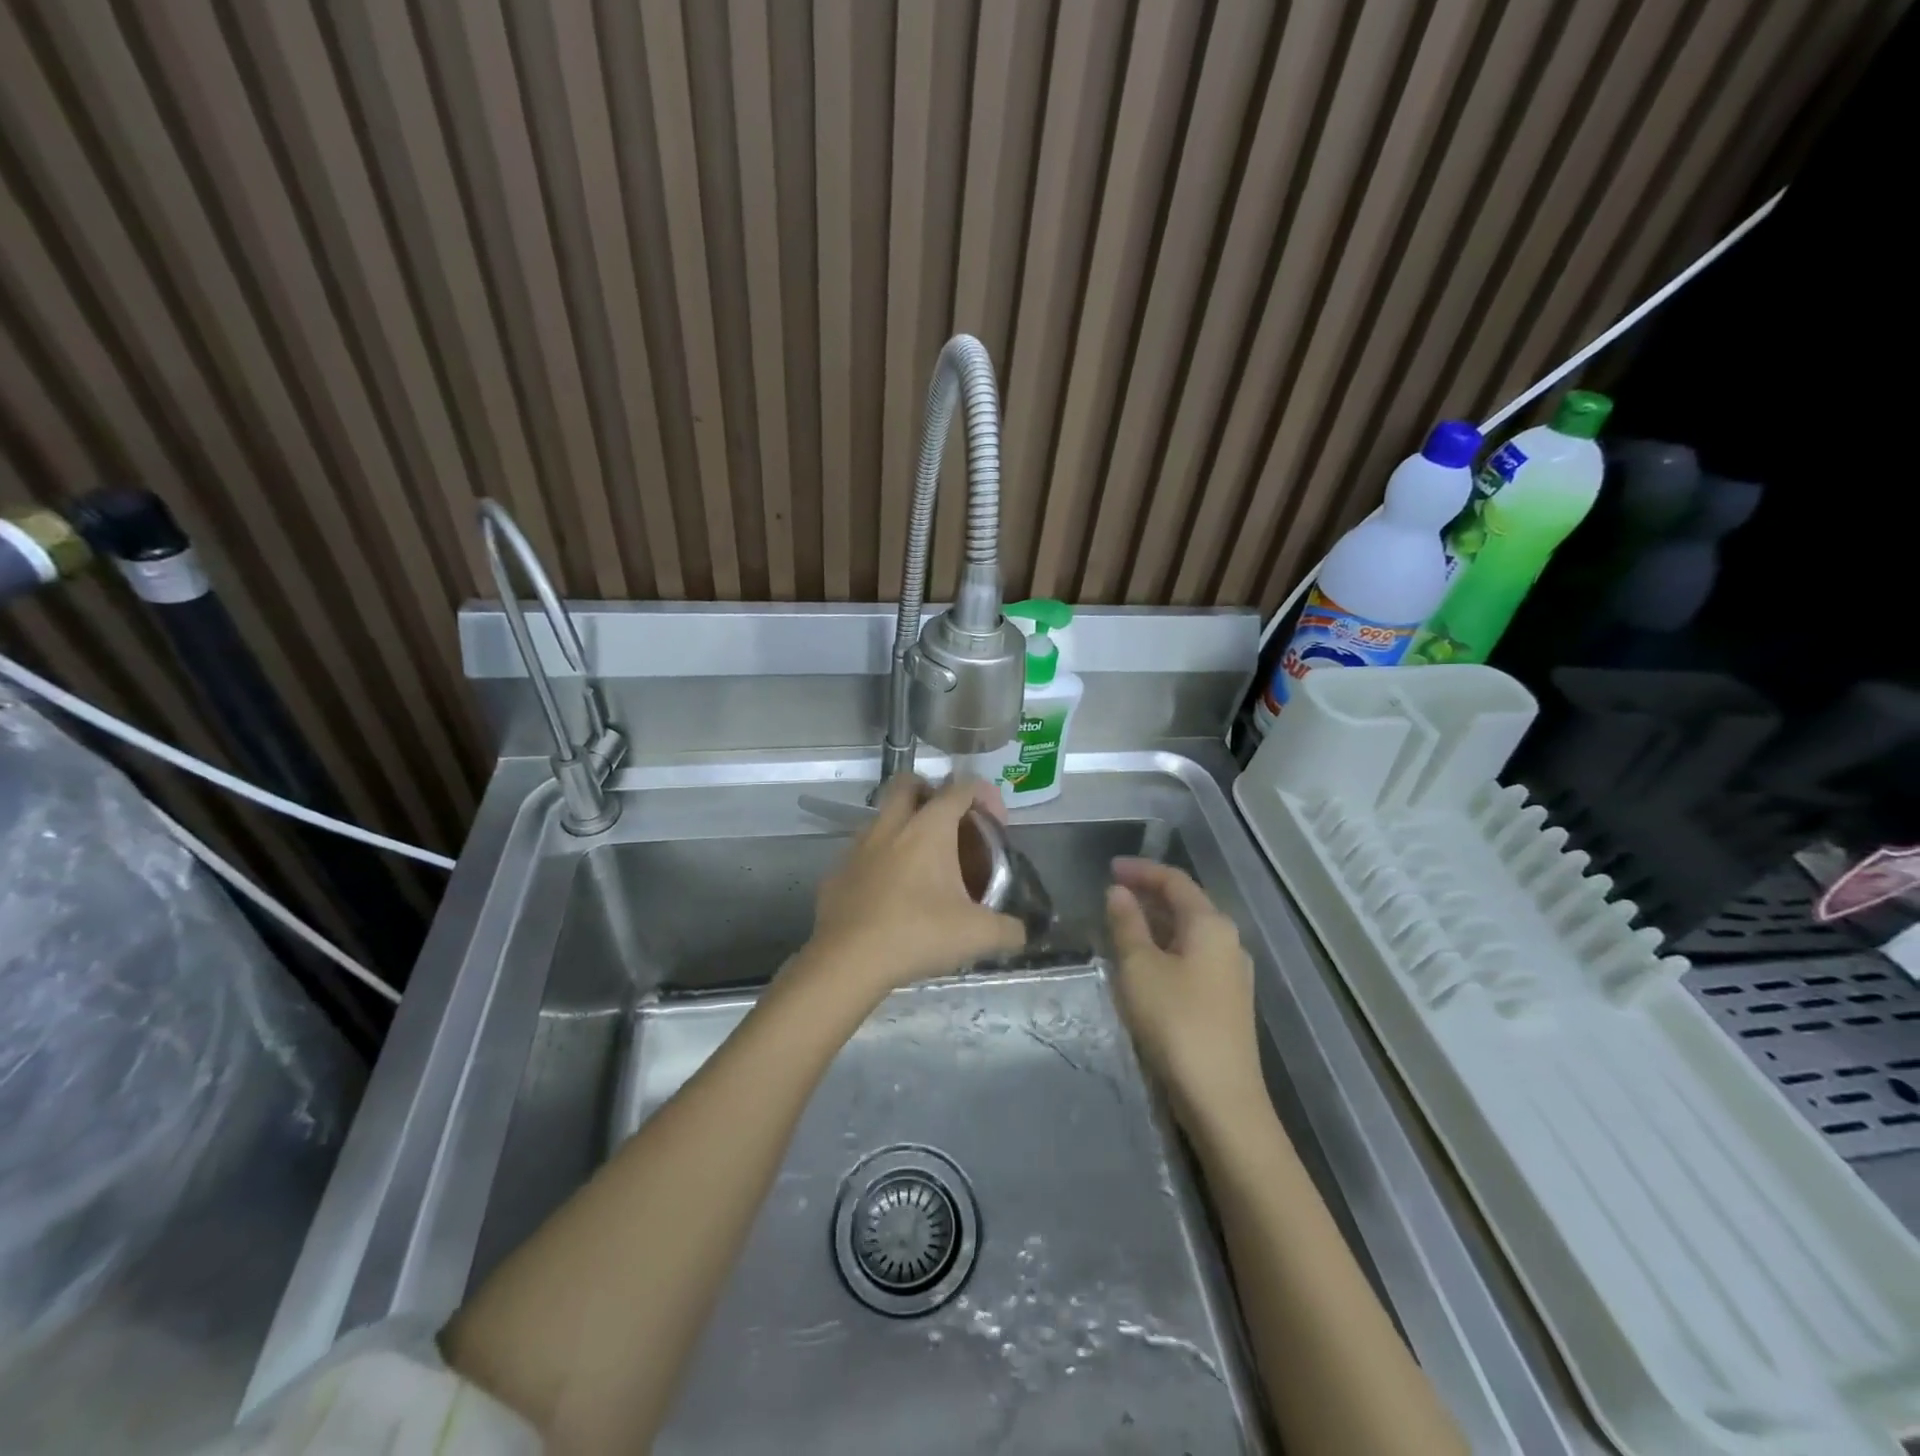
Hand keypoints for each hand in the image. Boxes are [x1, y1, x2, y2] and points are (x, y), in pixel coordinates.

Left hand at [803, 775, 1025, 999]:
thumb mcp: (977, 935)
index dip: (984, 795)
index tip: (995, 821)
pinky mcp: (838, 871)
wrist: (847, 960)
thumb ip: (1008, 930)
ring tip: (923, 863)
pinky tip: (892, 893)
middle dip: (931, 792)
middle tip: (950, 823)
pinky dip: (881, 860)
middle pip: (909, 783)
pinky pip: (864, 852)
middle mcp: (891, 826)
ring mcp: (858, 846)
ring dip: (903, 826)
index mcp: (928, 828)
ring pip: (883, 816)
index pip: (960, 788)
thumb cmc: (917, 934)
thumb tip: (1022, 932)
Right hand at [1106, 858, 1261, 1116]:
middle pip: (1186, 905)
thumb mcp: (1139, 968)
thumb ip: (1127, 924)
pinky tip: (1143, 965)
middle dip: (1148, 895)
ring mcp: (1232, 974)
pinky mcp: (1227, 1002)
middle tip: (1111, 894)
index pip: (1174, 881)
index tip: (1109, 868)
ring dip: (1155, 924)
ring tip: (1121, 926)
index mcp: (1211, 925)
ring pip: (1189, 934)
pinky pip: (1193, 959)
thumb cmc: (1175, 1022)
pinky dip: (1166, 950)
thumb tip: (1118, 892)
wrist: (1221, 1099)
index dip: (1141, 870)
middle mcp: (1228, 941)